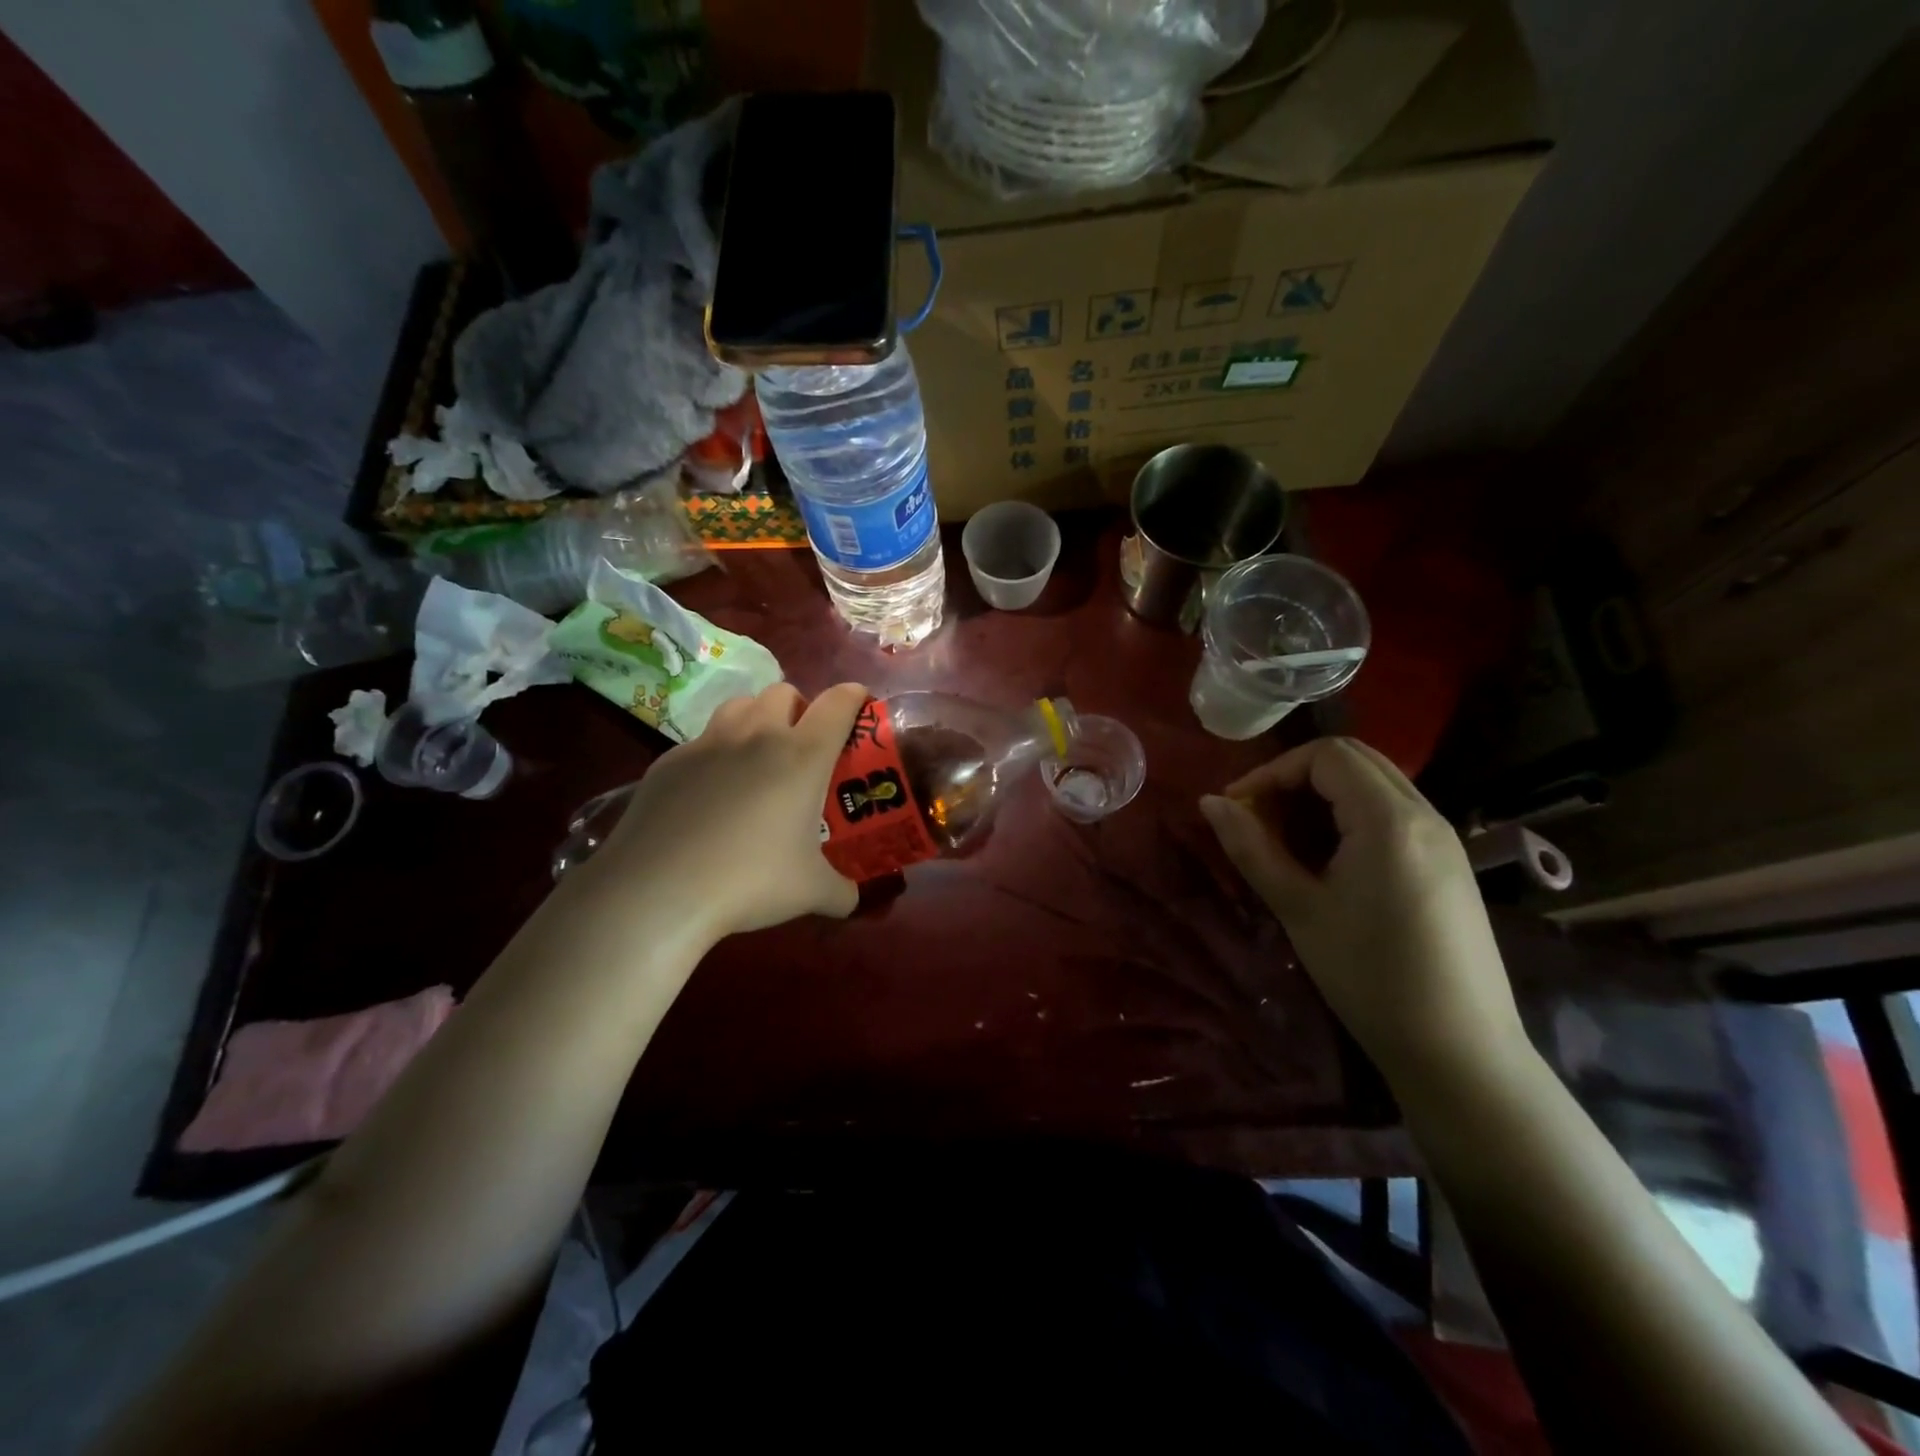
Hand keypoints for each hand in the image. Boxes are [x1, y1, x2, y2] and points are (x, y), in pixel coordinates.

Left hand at [586, 682, 867, 944]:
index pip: (838, 703)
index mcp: (802, 755)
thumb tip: (854, 899)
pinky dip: (716, 754)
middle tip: (803, 745)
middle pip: (783, 692)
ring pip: (739, 706)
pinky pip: (702, 741)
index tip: (860, 706)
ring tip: (757, 756)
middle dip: (800, 708)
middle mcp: (757, 735)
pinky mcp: (669, 761)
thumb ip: (843, 892)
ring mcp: (708, 743)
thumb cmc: (750, 881)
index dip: (854, 697)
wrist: (658, 890)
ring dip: (756, 719)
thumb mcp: (811, 893)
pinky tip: (711, 794)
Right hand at [1199, 737, 1531, 1096]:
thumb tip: (1210, 802)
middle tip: (1260, 817)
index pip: (1325, 755)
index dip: (1272, 771)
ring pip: (1377, 783)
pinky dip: (1353, 814)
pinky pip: (1395, 812)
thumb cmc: (1369, 977)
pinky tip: (1331, 860)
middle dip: (1298, 776)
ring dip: (1325, 794)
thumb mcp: (1299, 909)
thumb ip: (1252, 848)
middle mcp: (1424, 814)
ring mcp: (1445, 838)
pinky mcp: (1451, 863)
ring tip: (1289, 838)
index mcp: (1388, 819)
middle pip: (1354, 758)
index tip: (1239, 808)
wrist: (1459, 1052)